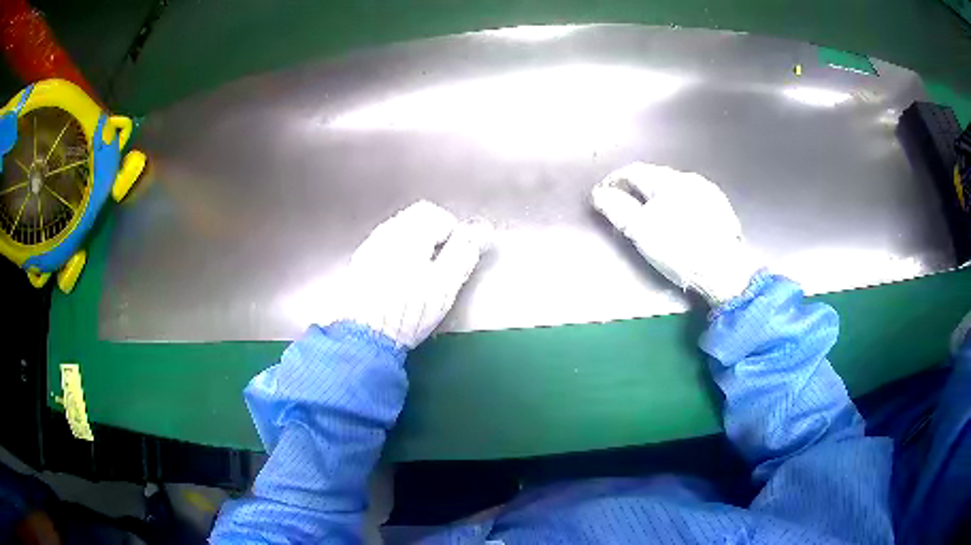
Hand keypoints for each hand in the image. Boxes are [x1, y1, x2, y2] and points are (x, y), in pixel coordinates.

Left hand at [328, 201, 491, 347]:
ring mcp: (369, 248)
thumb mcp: (445, 284)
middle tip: (442, 265)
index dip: (452, 232)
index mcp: (410, 232)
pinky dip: (395, 257)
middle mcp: (386, 233)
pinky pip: (382, 249)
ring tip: (421, 275)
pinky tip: (398, 282)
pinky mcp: (358, 265)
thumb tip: (480, 231)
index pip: (436, 214)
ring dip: (413, 246)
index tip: (457, 255)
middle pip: (414, 219)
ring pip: (397, 233)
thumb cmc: (408, 311)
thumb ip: (464, 253)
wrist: (363, 337)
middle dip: (432, 236)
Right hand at [592, 162, 757, 304]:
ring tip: (652, 216)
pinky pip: (693, 199)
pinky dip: (680, 206)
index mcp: (669, 180)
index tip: (604, 195)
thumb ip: (618, 209)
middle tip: (626, 207)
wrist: (725, 272)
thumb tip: (600, 193)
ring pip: (676, 188)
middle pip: (656, 177)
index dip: (615, 181)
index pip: (634, 171)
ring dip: (660, 197)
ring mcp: (709, 192)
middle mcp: (690, 178)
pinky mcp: (722, 209)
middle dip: (638, 189)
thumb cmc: (680, 250)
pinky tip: (680, 222)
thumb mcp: (641, 231)